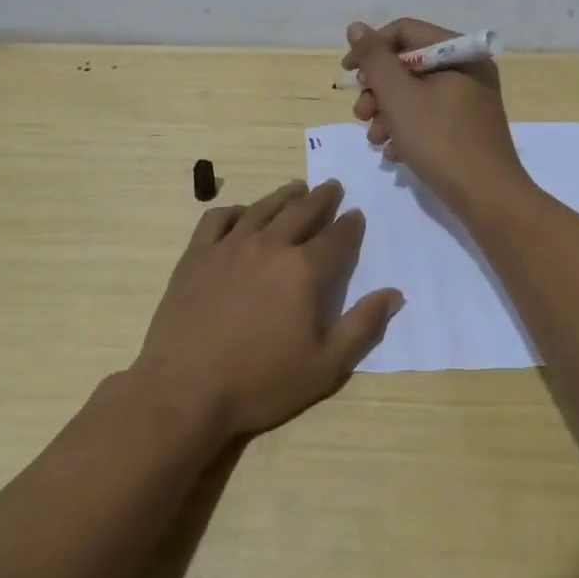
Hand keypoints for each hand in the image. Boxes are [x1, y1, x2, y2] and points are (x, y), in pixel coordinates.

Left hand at [130, 179, 402, 439]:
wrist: (184, 391)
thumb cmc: (260, 383)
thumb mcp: (325, 367)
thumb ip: (362, 327)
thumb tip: (394, 293)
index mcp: (304, 271)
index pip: (337, 238)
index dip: (350, 225)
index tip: (357, 215)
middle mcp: (269, 246)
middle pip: (302, 211)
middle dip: (322, 198)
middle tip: (333, 186)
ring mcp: (229, 246)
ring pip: (263, 208)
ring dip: (285, 195)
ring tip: (297, 188)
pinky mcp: (197, 254)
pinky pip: (218, 218)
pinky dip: (235, 210)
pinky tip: (242, 214)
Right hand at [342, 18, 530, 216]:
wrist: (486, 197)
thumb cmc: (440, 140)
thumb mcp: (399, 96)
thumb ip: (375, 59)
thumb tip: (356, 27)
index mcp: (460, 53)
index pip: (405, 32)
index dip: (371, 49)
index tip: (348, 74)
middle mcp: (467, 70)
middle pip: (408, 65)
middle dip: (378, 90)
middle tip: (362, 113)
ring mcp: (469, 101)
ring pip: (414, 94)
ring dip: (387, 114)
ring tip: (375, 139)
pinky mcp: (465, 128)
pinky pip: (428, 117)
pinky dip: (406, 130)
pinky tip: (394, 153)